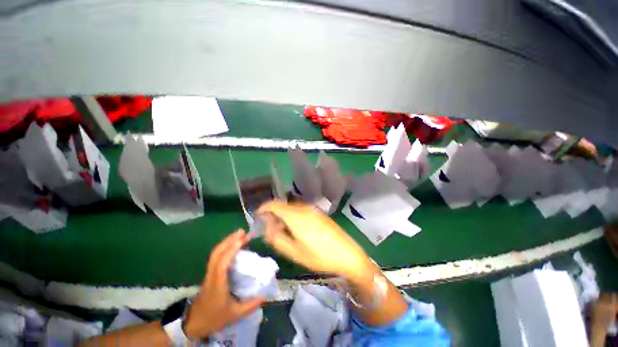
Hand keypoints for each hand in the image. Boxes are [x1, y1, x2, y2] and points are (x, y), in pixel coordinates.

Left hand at [183, 229, 264, 338]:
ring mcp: (209, 273)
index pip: (222, 264)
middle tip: (243, 232)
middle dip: (229, 240)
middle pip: (217, 253)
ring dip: (227, 241)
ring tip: (240, 234)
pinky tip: (233, 245)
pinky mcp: (210, 273)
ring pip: (215, 253)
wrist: (193, 324)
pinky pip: (216, 256)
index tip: (242, 241)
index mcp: (217, 284)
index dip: (231, 251)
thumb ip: (251, 305)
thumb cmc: (214, 317)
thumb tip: (266, 295)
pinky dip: (225, 247)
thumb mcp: (235, 315)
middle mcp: (212, 275)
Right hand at [258, 201, 375, 282]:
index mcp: (296, 215)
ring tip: (284, 232)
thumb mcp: (294, 252)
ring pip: (292, 208)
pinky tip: (296, 229)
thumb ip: (277, 237)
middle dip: (274, 215)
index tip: (258, 216)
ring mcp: (313, 209)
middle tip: (271, 230)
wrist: (347, 254)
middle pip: (283, 206)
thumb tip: (268, 226)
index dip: (264, 208)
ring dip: (284, 216)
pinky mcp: (319, 213)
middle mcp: (304, 208)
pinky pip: (301, 210)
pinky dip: (293, 216)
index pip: (275, 204)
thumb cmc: (319, 256)